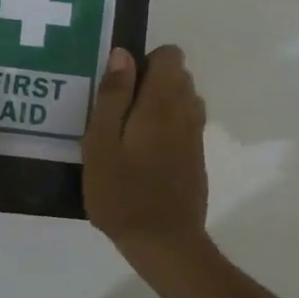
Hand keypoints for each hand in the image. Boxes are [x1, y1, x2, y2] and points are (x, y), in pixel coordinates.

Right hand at [81, 45, 208, 253]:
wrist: (164, 243)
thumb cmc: (122, 192)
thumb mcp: (101, 143)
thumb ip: (112, 96)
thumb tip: (123, 54)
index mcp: (162, 102)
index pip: (170, 55)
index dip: (144, 61)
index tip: (119, 87)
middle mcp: (186, 111)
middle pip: (178, 75)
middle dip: (150, 82)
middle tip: (117, 113)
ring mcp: (195, 135)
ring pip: (183, 99)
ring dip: (159, 104)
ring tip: (128, 133)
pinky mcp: (197, 156)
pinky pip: (184, 124)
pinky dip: (166, 126)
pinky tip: (142, 155)